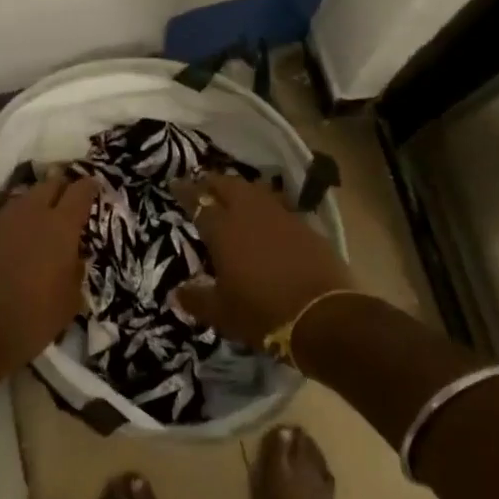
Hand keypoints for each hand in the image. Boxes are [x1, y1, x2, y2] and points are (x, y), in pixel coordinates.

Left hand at [0, 172, 98, 373]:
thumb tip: (74, 257)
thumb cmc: (33, 319)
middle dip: (62, 186)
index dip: (90, 186)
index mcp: (61, 226)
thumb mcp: (70, 301)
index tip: (95, 187)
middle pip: (50, 183)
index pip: (80, 191)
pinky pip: (7, 218)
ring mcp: (3, 222)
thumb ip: (76, 270)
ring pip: (25, 197)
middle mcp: (32, 214)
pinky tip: (20, 239)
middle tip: (70, 198)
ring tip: (45, 217)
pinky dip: (17, 222)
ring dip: (37, 201)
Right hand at [173, 173, 352, 346]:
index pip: (198, 202)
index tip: (176, 184)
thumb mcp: (222, 314)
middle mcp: (250, 214)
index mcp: (223, 230)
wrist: (323, 316)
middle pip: (228, 185)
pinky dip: (266, 206)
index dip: (186, 192)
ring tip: (234, 196)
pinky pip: (279, 206)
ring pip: (255, 190)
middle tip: (204, 186)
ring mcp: (281, 216)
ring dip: (241, 189)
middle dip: (213, 182)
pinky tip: (266, 217)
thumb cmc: (262, 313)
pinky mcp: (306, 226)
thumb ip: (197, 300)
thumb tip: (177, 293)